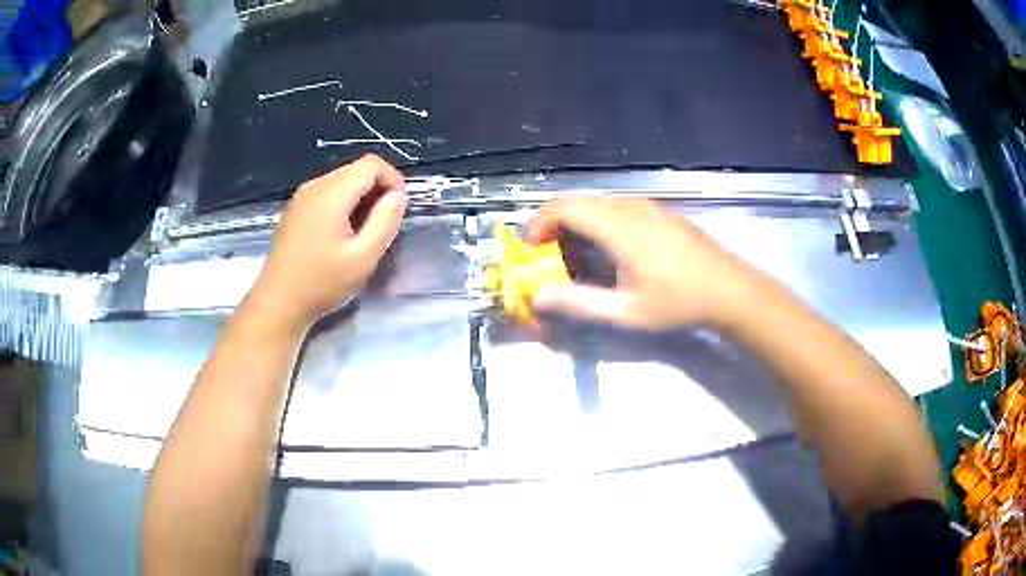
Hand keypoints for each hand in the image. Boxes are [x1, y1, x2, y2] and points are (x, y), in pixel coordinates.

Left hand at [247, 155, 406, 331]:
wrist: (277, 303)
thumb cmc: (320, 284)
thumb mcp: (363, 258)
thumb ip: (385, 222)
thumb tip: (398, 196)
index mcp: (331, 193)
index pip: (371, 164)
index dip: (392, 179)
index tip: (398, 210)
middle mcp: (315, 186)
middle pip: (356, 170)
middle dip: (377, 190)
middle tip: (383, 226)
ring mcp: (302, 197)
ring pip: (342, 182)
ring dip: (361, 199)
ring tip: (364, 234)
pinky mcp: (296, 210)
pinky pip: (328, 194)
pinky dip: (344, 205)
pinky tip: (342, 236)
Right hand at [527, 197, 767, 330]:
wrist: (730, 290)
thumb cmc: (679, 302)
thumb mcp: (626, 311)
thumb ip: (579, 302)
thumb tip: (537, 296)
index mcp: (619, 227)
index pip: (564, 207)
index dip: (540, 224)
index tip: (534, 250)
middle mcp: (631, 207)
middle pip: (579, 202)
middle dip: (556, 226)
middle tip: (553, 259)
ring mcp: (650, 207)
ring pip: (600, 204)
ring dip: (580, 224)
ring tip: (581, 259)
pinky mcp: (662, 212)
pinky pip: (620, 208)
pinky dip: (602, 223)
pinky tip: (614, 253)